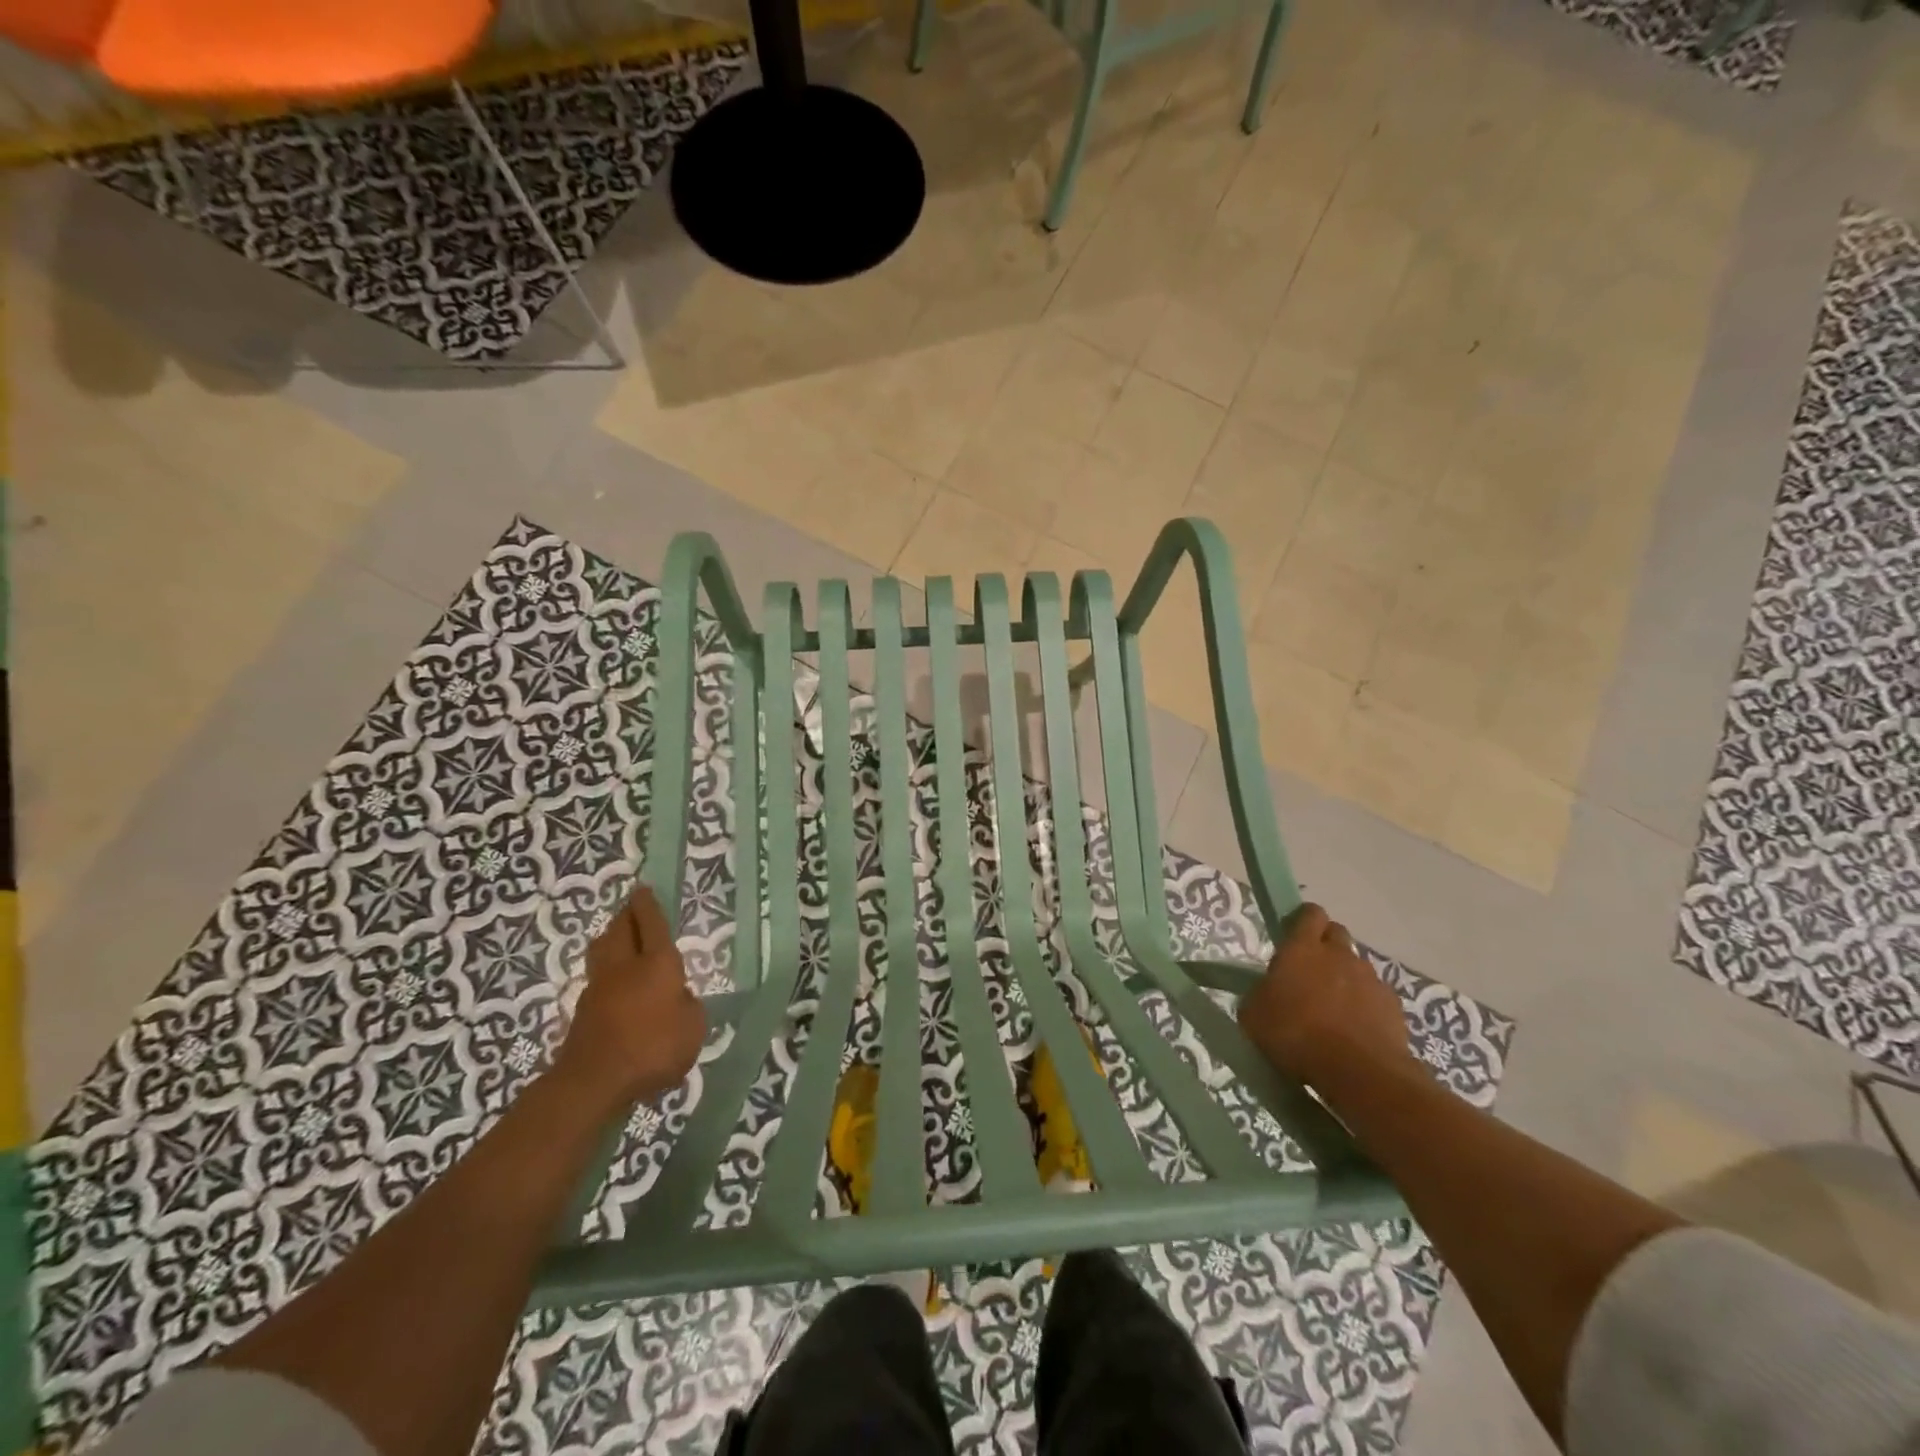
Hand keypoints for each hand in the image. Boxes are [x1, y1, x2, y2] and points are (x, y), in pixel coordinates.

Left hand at [554, 885, 703, 1110]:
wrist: (594, 1081)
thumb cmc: (653, 1048)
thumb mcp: (693, 1028)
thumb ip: (689, 1007)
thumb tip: (678, 999)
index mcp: (657, 963)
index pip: (652, 924)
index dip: (648, 905)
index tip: (643, 888)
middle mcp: (626, 966)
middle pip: (620, 930)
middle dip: (626, 915)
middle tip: (632, 907)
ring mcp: (599, 988)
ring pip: (602, 950)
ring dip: (610, 937)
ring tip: (618, 936)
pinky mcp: (584, 1011)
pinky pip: (597, 977)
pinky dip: (606, 969)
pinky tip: (615, 980)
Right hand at [1238, 904, 1416, 1093]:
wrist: (1358, 1072)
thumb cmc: (1295, 1035)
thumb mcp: (1254, 1014)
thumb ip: (1261, 993)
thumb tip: (1268, 992)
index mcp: (1302, 949)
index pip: (1309, 913)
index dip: (1302, 920)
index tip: (1292, 934)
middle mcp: (1339, 955)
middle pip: (1336, 933)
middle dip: (1325, 944)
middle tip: (1310, 971)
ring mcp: (1370, 979)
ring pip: (1356, 966)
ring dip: (1345, 977)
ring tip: (1333, 1008)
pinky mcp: (1393, 1006)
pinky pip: (1375, 995)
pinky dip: (1365, 1005)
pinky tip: (1355, 1030)